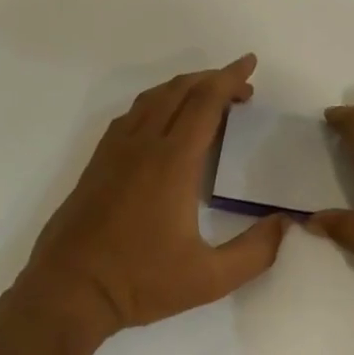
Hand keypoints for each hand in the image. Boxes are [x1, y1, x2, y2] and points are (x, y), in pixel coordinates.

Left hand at [20, 55, 290, 333]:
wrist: (69, 289)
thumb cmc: (140, 282)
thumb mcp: (209, 278)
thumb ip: (255, 251)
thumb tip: (284, 223)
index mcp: (172, 162)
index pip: (205, 103)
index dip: (229, 79)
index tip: (250, 65)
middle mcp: (142, 145)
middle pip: (178, 91)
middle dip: (212, 80)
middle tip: (240, 87)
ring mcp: (114, 152)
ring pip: (151, 99)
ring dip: (182, 88)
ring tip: (206, 97)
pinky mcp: (97, 164)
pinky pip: (130, 116)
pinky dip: (155, 104)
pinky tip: (162, 122)